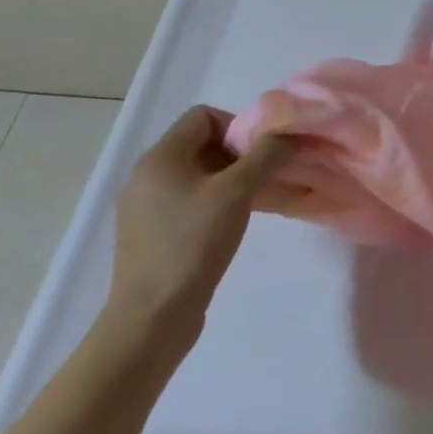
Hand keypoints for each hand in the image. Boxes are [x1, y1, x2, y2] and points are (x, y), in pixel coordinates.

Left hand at [103, 107, 290, 349]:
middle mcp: (146, 175)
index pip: (203, 116)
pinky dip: (214, 200)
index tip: (258, 154)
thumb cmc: (193, 244)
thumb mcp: (238, 192)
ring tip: (252, 200)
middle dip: (237, 153)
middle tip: (262, 176)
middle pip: (201, 143)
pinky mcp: (150, 232)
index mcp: (160, 158)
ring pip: (197, 172)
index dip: (237, 126)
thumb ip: (266, 155)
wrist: (152, 317)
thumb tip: (288, 133)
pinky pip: (188, 198)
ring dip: (229, 178)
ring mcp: (144, 206)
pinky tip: (230, 223)